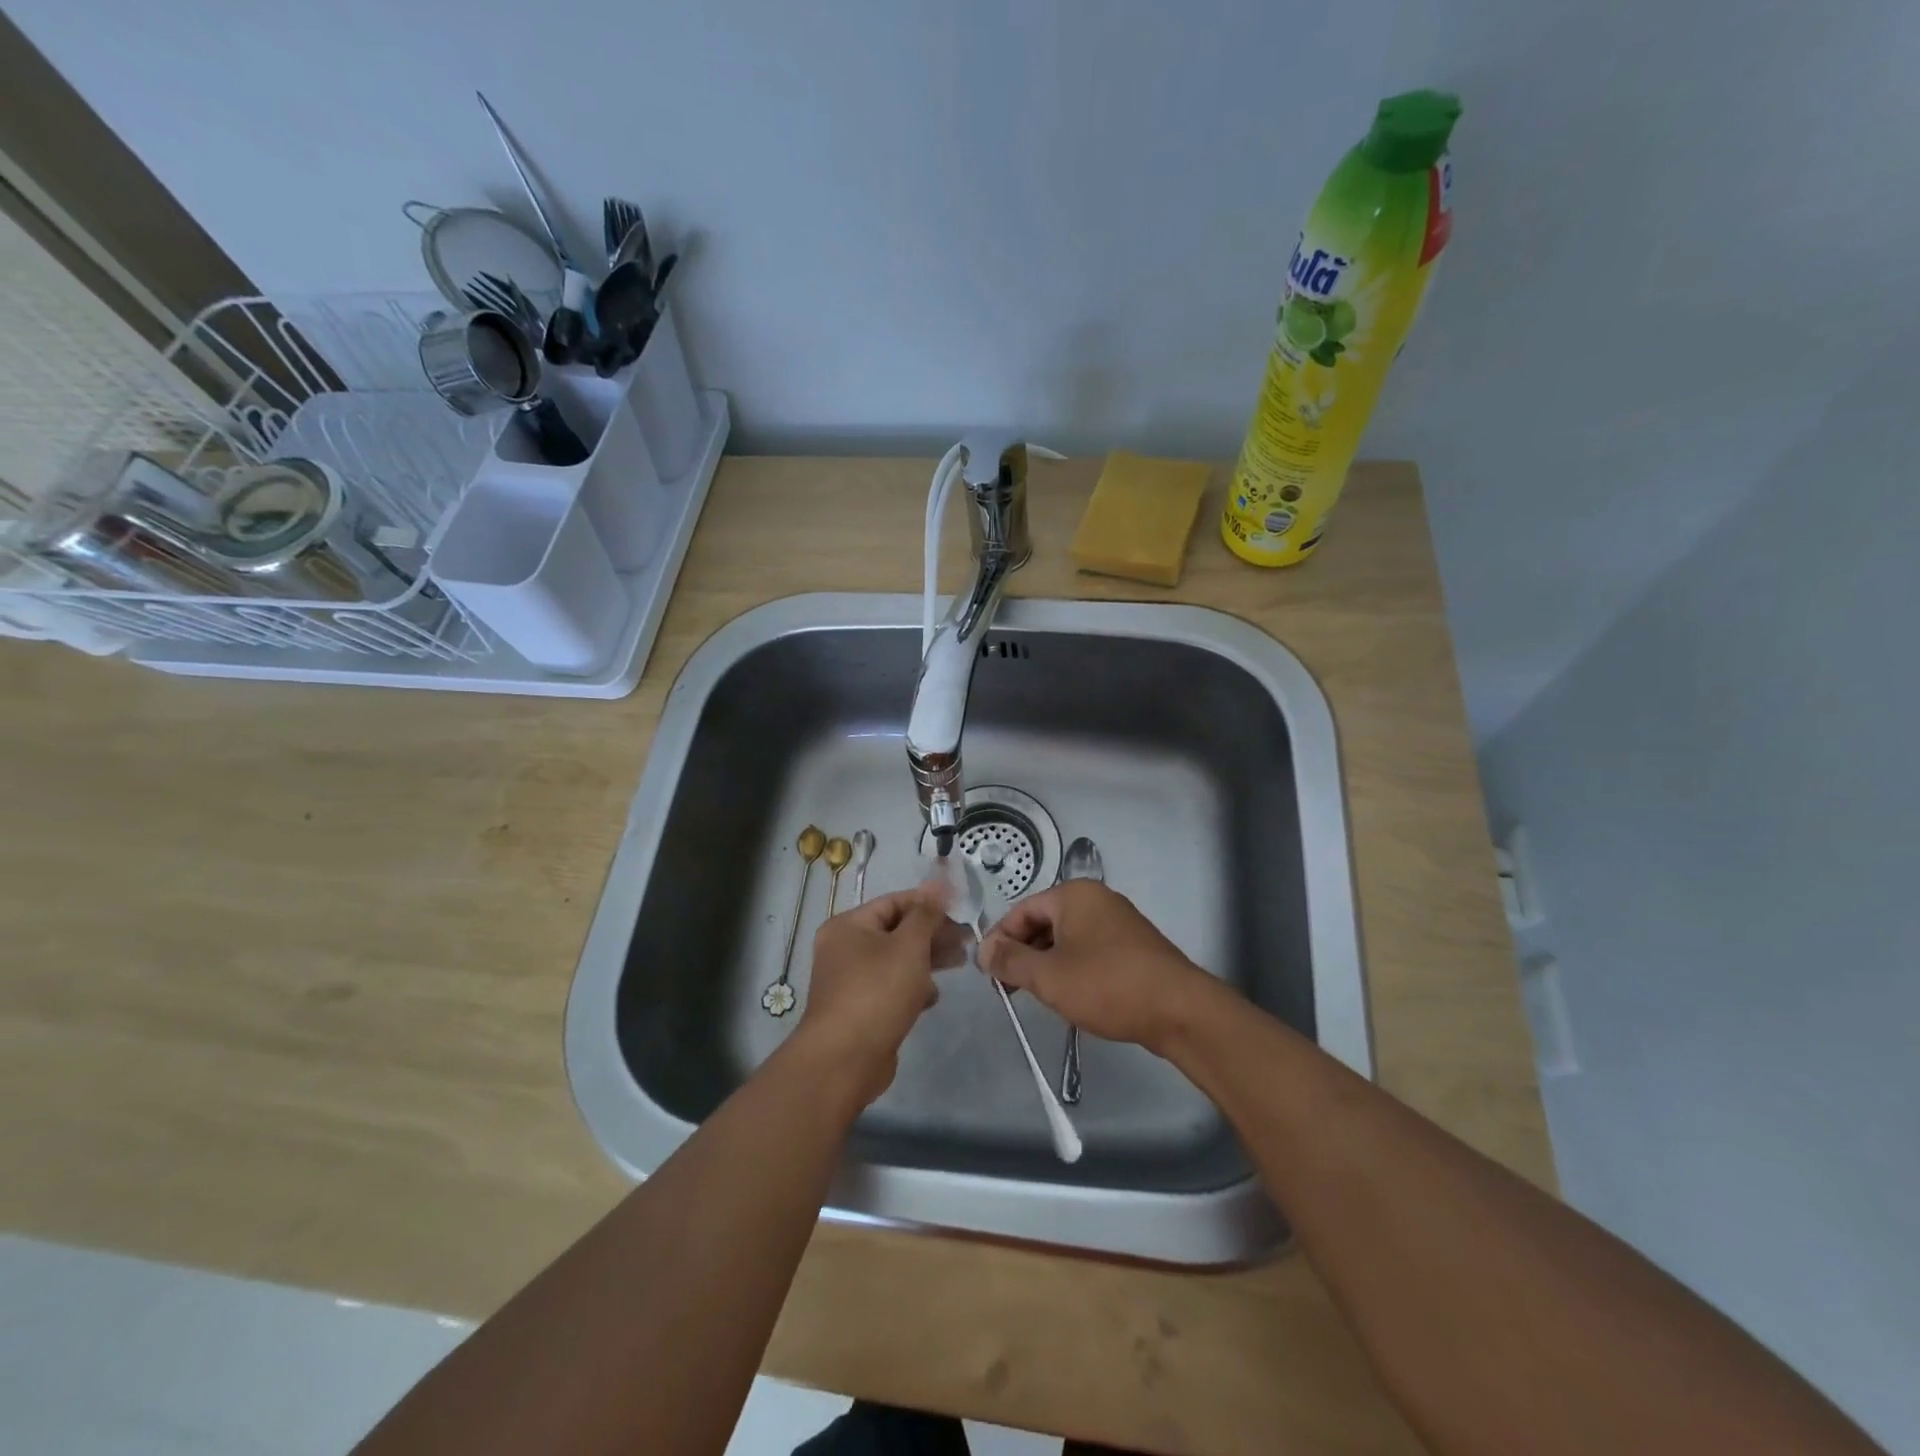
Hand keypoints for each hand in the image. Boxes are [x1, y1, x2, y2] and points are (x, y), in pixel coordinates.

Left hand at [794, 880, 968, 1107]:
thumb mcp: (908, 946)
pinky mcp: (861, 1009)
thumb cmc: (877, 992)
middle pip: (896, 931)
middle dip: (932, 934)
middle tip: (966, 941)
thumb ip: (926, 914)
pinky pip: (891, 987)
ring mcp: (850, 981)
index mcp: (848, 925)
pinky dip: (912, 987)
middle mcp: (844, 948)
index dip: (928, 904)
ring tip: (959, 964)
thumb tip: (938, 882)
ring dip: (926, 960)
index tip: (961, 912)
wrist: (844, 1061)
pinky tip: (932, 997)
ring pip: (896, 960)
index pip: (894, 902)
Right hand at [978, 880, 1216, 1052]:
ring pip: (1066, 938)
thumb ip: (1010, 960)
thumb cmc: (1107, 985)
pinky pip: (1089, 949)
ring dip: (1046, 963)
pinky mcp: (1133, 946)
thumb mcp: (1048, 976)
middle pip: (1044, 921)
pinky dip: (1071, 967)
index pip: (1022, 910)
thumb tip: (983, 949)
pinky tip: (1069, 995)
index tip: (989, 972)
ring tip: (1035, 995)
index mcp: (1074, 895)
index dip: (1000, 939)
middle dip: (1023, 953)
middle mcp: (1096, 899)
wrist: (1180, 1010)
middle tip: (1008, 987)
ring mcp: (1118, 922)